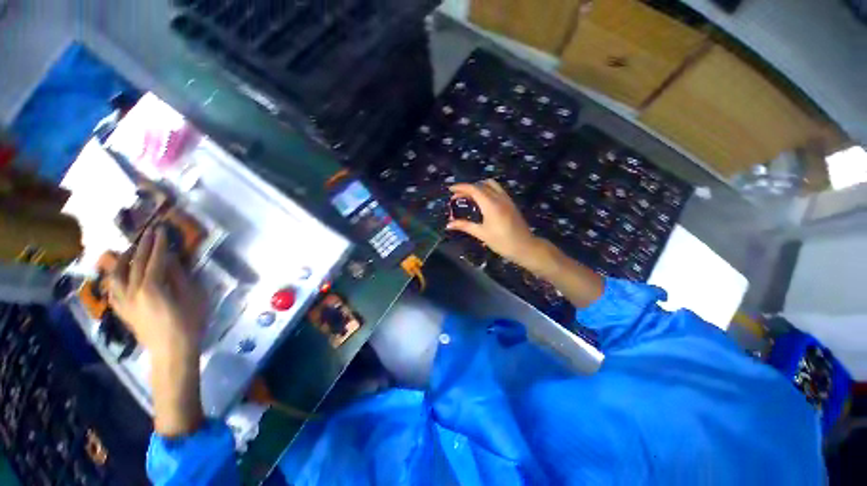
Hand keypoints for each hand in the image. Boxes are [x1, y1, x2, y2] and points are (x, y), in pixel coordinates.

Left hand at [107, 226, 206, 359]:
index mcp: (151, 287)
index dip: (158, 243)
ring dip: (122, 260)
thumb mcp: (192, 297)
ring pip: (116, 275)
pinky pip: (112, 290)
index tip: (161, 229)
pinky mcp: (123, 311)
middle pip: (135, 264)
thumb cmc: (188, 323)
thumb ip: (178, 276)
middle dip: (142, 246)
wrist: (171, 352)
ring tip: (128, 250)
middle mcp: (132, 291)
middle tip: (148, 232)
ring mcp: (124, 302)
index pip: (154, 259)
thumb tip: (170, 259)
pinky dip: (115, 278)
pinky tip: (118, 275)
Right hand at [447, 180, 543, 267]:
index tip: (450, 189)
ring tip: (469, 197)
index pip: (473, 189)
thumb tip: (448, 225)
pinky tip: (482, 201)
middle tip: (457, 197)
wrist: (525, 247)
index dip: (460, 187)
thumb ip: (464, 226)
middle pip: (481, 185)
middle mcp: (499, 198)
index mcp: (490, 204)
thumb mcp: (481, 234)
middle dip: (467, 188)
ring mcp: (506, 199)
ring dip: (478, 187)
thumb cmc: (501, 242)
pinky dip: (486, 190)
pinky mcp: (511, 203)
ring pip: (490, 184)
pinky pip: (497, 190)